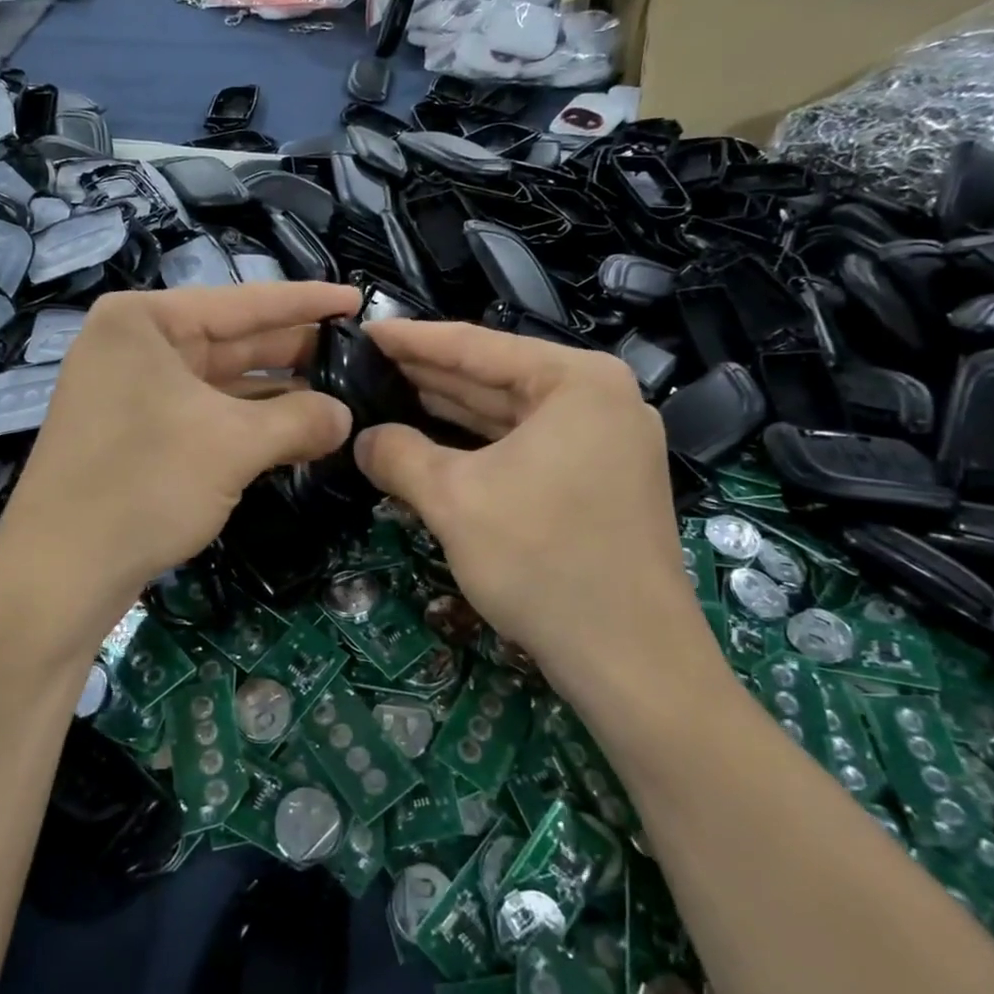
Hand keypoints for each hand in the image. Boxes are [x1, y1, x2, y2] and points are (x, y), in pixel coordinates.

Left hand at [0, 283, 360, 646]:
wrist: (59, 574)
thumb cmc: (144, 484)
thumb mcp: (233, 445)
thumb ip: (299, 420)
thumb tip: (346, 416)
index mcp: (145, 321)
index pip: (243, 302)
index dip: (306, 302)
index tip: (357, 299)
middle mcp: (134, 346)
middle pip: (232, 340)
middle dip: (295, 352)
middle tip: (358, 356)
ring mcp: (131, 391)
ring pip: (221, 382)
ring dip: (277, 395)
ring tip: (340, 396)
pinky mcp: (135, 434)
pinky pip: (205, 415)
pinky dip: (248, 424)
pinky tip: (295, 432)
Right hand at [355, 320, 722, 700]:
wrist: (632, 662)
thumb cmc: (543, 561)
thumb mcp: (454, 500)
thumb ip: (399, 455)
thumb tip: (363, 439)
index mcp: (576, 381)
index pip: (476, 345)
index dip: (411, 339)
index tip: (361, 331)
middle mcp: (599, 399)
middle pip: (495, 376)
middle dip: (428, 374)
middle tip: (364, 364)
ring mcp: (604, 442)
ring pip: (509, 414)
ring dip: (449, 410)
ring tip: (387, 394)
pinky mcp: (599, 481)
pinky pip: (525, 446)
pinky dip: (477, 445)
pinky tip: (432, 442)